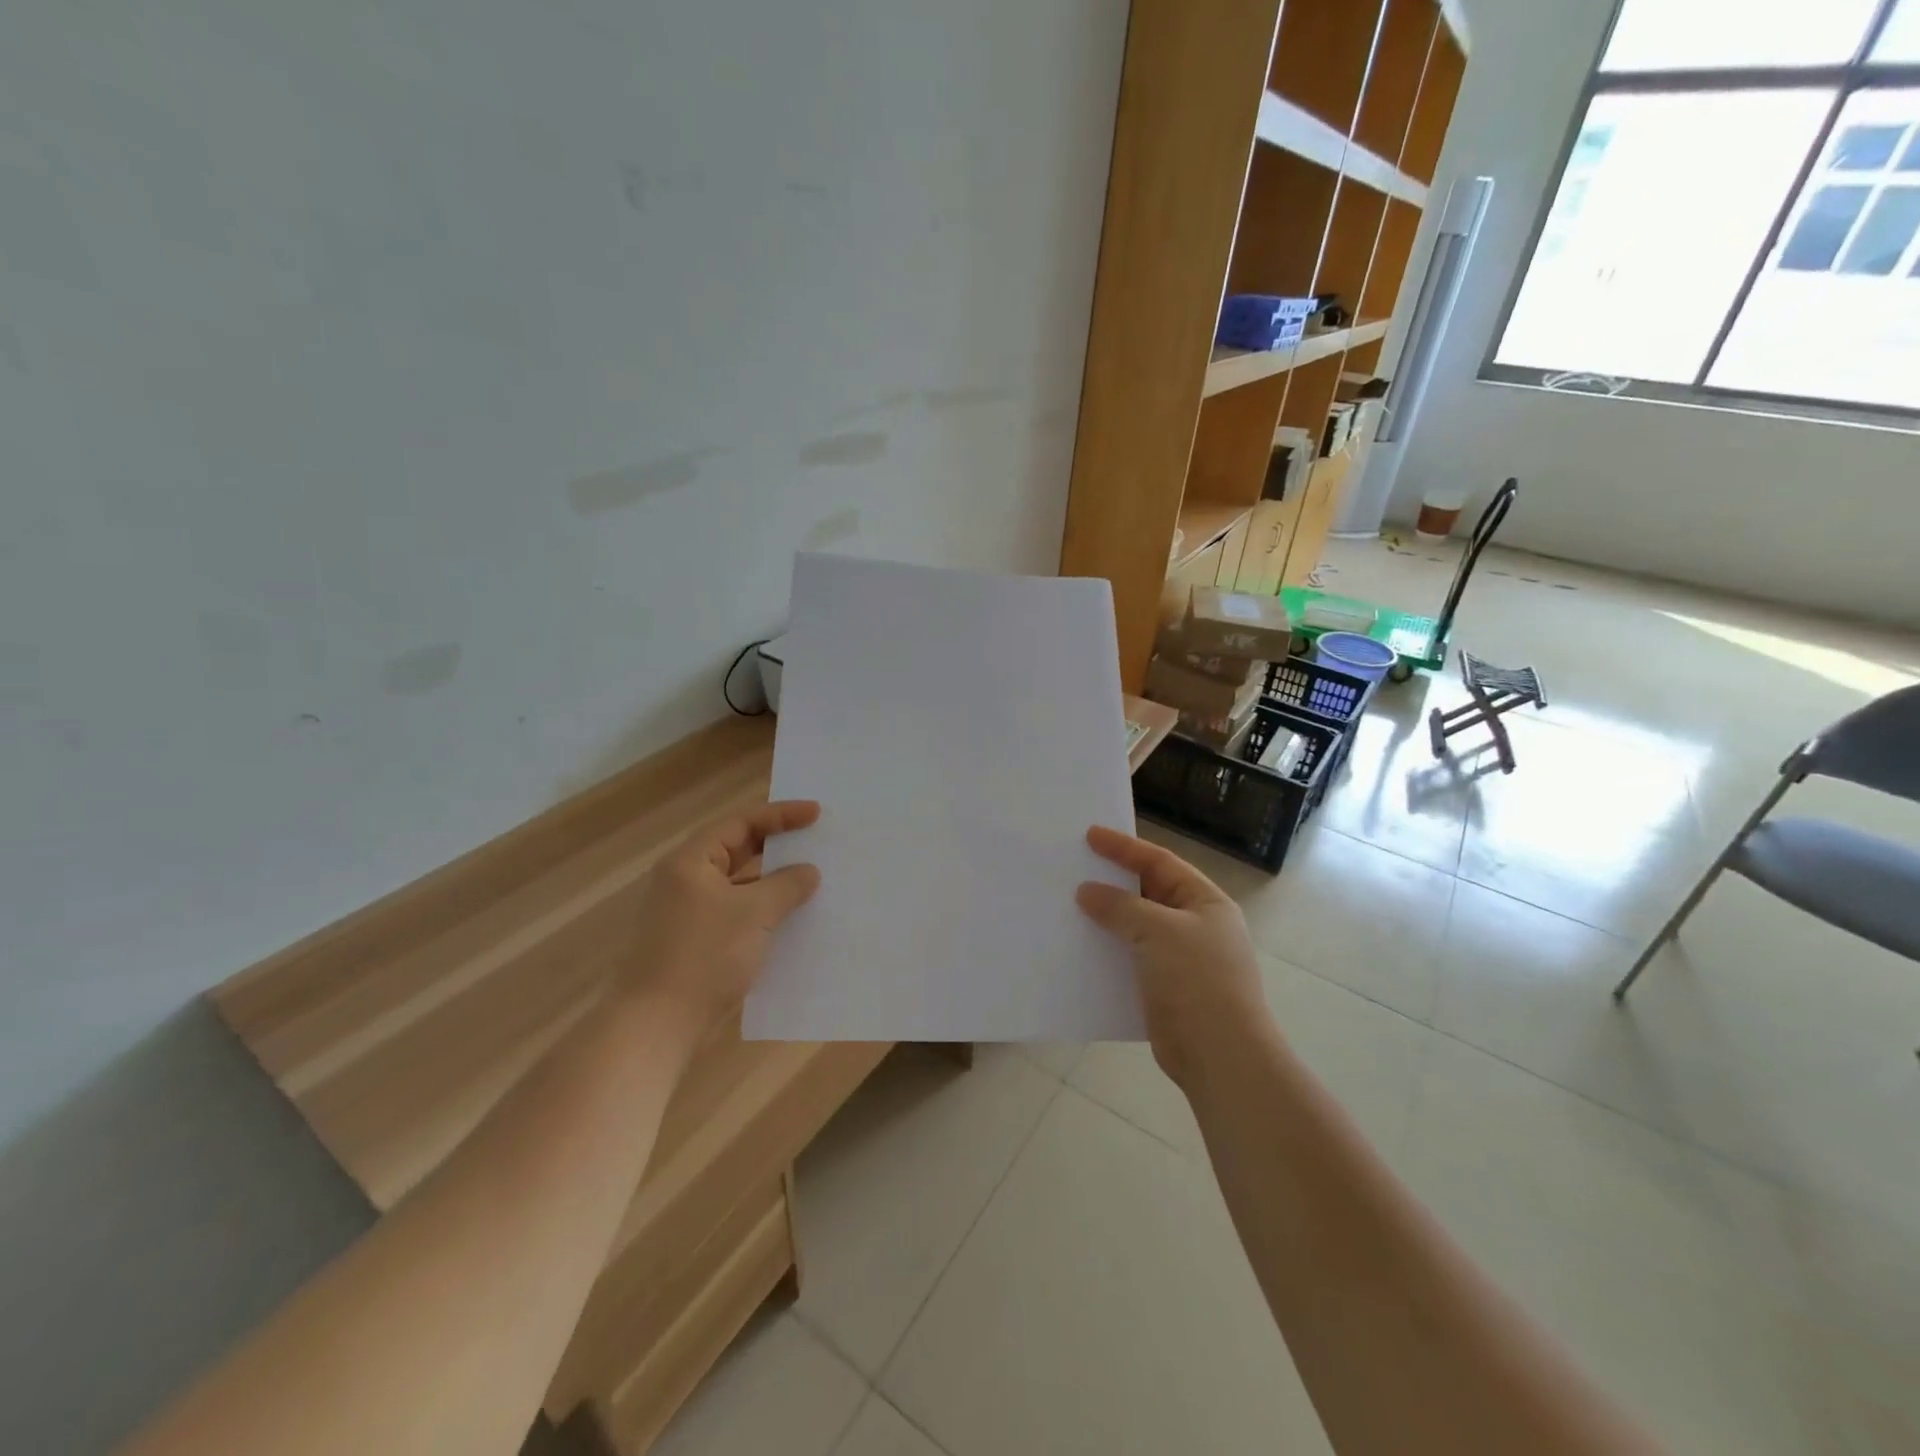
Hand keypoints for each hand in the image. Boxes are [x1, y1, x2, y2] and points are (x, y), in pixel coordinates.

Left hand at [623, 800, 822, 1041]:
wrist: (656, 1026)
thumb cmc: (704, 957)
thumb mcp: (753, 913)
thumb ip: (786, 885)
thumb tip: (808, 872)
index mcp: (691, 862)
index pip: (741, 823)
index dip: (781, 815)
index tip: (817, 814)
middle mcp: (687, 881)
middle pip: (739, 850)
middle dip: (779, 847)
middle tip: (817, 842)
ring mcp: (690, 914)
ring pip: (740, 885)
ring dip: (774, 882)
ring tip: (813, 880)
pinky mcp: (697, 943)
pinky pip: (738, 914)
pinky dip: (765, 912)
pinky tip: (793, 921)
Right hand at [1075, 826, 1271, 1089]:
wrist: (1220, 1056)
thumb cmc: (1197, 981)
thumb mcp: (1158, 931)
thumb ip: (1120, 907)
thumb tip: (1087, 892)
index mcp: (1205, 902)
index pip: (1160, 862)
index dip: (1124, 847)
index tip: (1089, 836)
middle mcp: (1196, 925)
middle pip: (1148, 892)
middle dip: (1113, 881)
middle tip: (1076, 868)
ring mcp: (1182, 959)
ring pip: (1137, 927)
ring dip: (1107, 918)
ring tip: (1070, 906)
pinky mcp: (1165, 988)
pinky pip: (1131, 958)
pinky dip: (1108, 950)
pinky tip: (1082, 948)